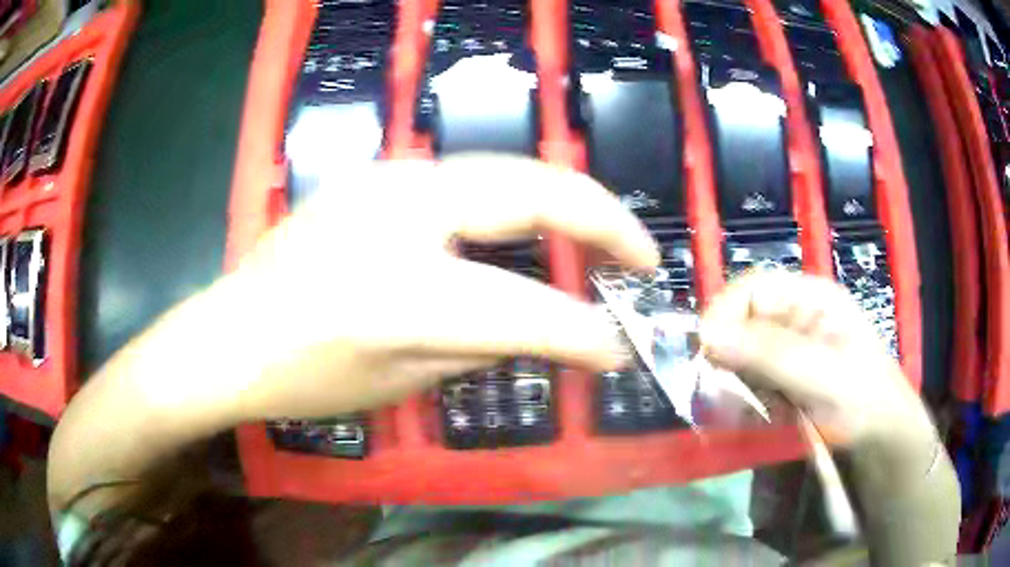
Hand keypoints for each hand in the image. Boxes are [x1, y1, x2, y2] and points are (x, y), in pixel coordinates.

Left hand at [221, 155, 658, 420]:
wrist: (230, 334)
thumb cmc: (303, 377)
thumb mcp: (399, 382)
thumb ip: (481, 346)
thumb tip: (543, 324)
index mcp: (401, 289)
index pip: (525, 308)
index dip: (585, 332)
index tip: (622, 347)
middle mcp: (401, 211)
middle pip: (532, 191)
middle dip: (604, 219)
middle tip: (643, 255)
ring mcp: (387, 179)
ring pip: (507, 170)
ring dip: (566, 201)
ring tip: (604, 237)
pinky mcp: (377, 175)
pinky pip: (470, 177)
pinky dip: (518, 198)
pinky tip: (533, 226)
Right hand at [699, 272, 935, 453]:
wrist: (879, 438)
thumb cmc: (861, 396)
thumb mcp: (822, 373)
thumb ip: (770, 353)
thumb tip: (708, 337)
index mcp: (811, 298)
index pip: (754, 288)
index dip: (725, 312)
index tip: (706, 349)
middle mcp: (796, 317)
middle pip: (744, 321)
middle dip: (727, 353)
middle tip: (718, 389)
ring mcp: (789, 349)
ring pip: (743, 354)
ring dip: (734, 381)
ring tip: (740, 409)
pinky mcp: (784, 378)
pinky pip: (751, 381)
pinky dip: (743, 398)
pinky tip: (751, 415)